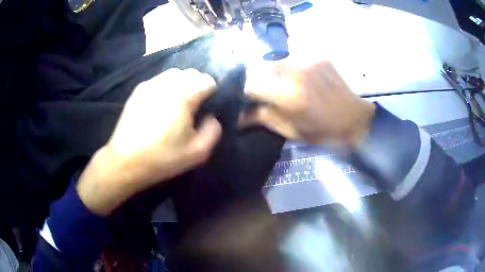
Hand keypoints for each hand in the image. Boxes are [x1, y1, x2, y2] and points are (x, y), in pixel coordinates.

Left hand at [77, 69, 221, 214]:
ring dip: (182, 83)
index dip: (212, 93)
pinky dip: (166, 86)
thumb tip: (211, 117)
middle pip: (191, 73)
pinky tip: (160, 104)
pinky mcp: (138, 90)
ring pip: (174, 74)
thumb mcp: (197, 152)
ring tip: (178, 103)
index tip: (208, 107)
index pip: (207, 80)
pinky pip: (159, 80)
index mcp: (183, 96)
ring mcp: (150, 84)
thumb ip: (213, 131)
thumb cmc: (162, 158)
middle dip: (198, 85)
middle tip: (194, 106)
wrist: (126, 161)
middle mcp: (167, 83)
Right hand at [245, 60, 374, 146]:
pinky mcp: (319, 57)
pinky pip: (295, 58)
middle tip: (263, 91)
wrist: (355, 119)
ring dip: (274, 71)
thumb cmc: (324, 131)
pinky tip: (300, 79)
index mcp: (290, 96)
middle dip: (258, 78)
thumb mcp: (292, 131)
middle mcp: (297, 73)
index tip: (246, 98)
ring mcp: (310, 61)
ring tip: (283, 85)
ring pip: (278, 60)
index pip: (252, 85)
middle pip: (262, 66)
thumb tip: (239, 117)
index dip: (245, 91)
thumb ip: (264, 118)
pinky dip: (291, 68)